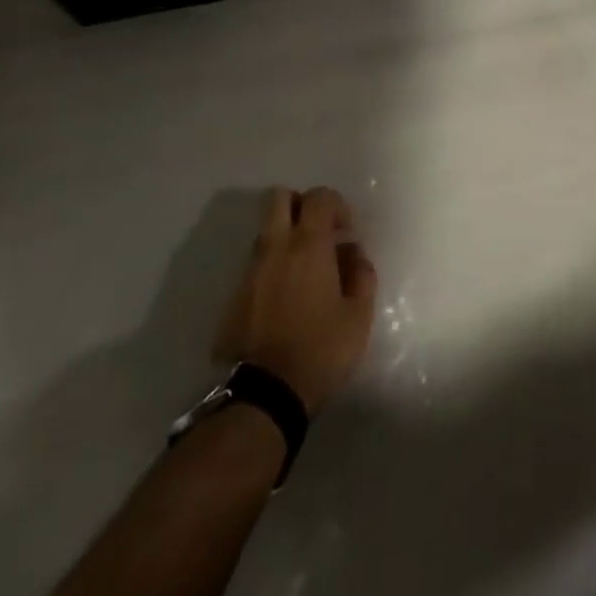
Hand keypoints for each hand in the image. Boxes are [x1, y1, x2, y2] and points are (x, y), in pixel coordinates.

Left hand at [215, 187, 376, 415]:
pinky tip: (286, 300)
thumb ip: (362, 275)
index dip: (336, 205)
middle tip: (319, 232)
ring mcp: (249, 273)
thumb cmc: (320, 351)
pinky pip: (255, 266)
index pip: (319, 197)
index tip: (347, 231)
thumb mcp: (359, 315)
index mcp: (308, 245)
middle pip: (278, 198)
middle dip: (300, 205)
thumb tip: (353, 253)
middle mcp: (274, 249)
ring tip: (305, 271)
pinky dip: (272, 268)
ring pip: (265, 232)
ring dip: (285, 238)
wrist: (262, 398)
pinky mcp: (233, 298)